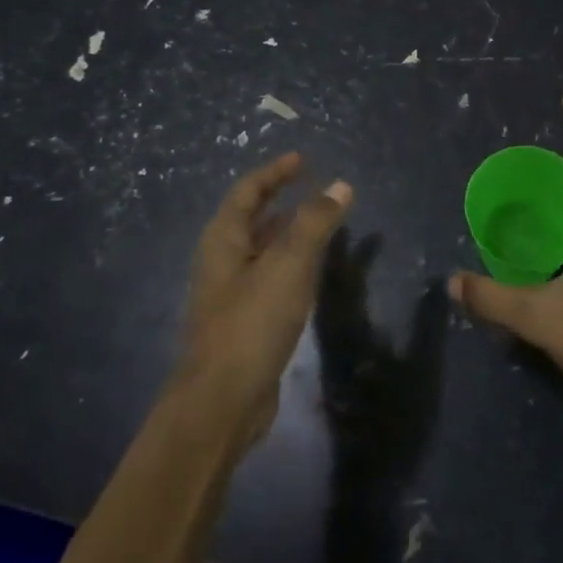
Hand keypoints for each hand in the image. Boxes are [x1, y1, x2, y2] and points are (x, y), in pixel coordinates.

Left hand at [173, 153, 352, 448]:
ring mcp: (231, 293)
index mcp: (224, 239)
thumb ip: (315, 223)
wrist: (222, 403)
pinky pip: (269, 276)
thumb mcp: (289, 265)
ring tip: (318, 221)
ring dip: (287, 230)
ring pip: (261, 248)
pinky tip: (312, 271)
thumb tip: (341, 185)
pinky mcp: (244, 320)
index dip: (275, 172)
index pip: (248, 190)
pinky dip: (290, 262)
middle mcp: (222, 260)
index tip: (302, 159)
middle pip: (250, 217)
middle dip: (279, 198)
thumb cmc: (252, 323)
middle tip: (311, 185)